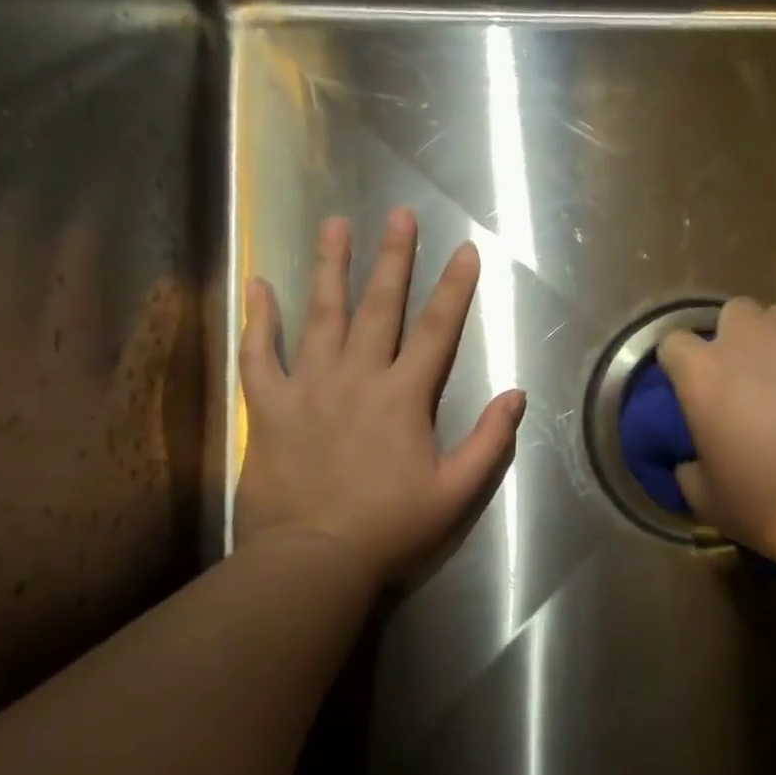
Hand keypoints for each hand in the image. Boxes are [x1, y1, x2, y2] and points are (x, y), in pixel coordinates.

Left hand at [234, 209, 525, 584]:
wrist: (313, 560)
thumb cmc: (390, 527)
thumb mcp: (457, 491)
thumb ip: (490, 441)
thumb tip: (517, 394)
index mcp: (404, 396)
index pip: (438, 329)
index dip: (455, 287)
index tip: (465, 249)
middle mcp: (357, 377)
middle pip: (380, 306)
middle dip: (394, 258)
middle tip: (399, 214)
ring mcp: (308, 386)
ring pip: (321, 315)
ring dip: (330, 267)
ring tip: (335, 224)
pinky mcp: (268, 406)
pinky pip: (259, 354)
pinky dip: (258, 319)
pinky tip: (258, 284)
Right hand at [657, 299, 775, 586]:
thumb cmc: (768, 502)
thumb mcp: (707, 499)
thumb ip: (688, 468)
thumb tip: (690, 460)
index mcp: (703, 373)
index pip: (674, 343)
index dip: (680, 364)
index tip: (690, 387)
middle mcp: (748, 340)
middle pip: (732, 313)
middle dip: (734, 337)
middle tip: (744, 376)